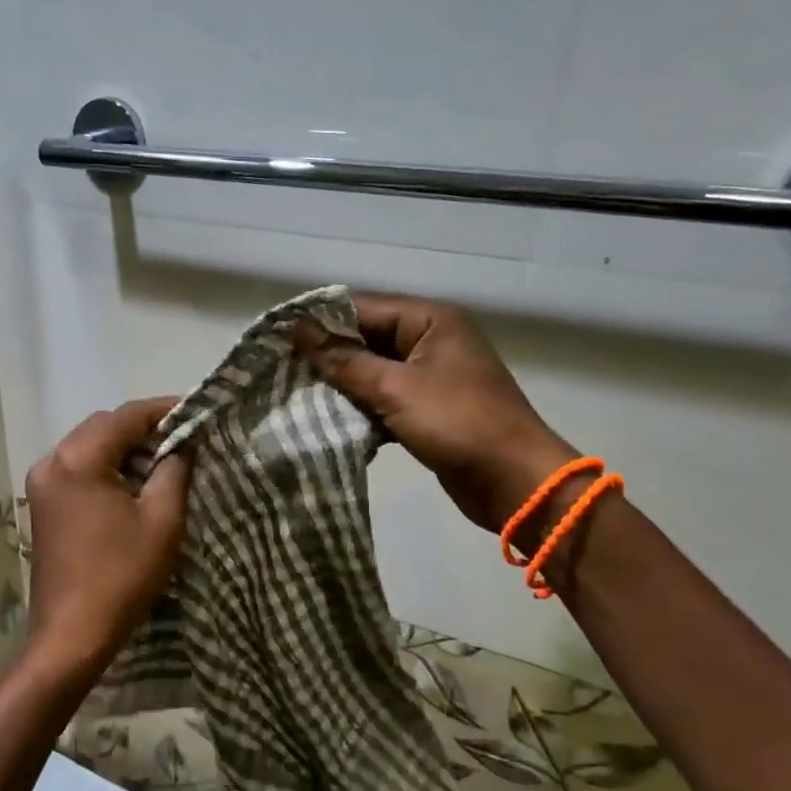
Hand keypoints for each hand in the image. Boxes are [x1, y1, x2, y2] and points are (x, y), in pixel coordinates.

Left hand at [23, 397, 191, 675]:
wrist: (71, 635)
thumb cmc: (121, 576)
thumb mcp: (161, 519)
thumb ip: (175, 469)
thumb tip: (185, 441)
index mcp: (77, 460)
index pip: (126, 416)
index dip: (165, 410)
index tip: (197, 412)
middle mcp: (51, 462)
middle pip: (103, 427)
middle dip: (144, 429)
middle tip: (185, 439)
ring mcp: (42, 484)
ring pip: (90, 447)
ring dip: (125, 448)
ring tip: (165, 460)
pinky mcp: (43, 505)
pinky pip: (79, 469)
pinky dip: (107, 467)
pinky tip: (134, 483)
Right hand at [301, 294, 575, 532]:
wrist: (513, 481)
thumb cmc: (457, 423)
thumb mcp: (396, 388)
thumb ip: (345, 362)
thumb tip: (300, 333)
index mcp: (430, 320)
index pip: (363, 309)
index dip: (321, 323)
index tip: (277, 339)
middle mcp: (430, 341)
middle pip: (367, 340)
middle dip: (328, 357)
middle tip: (281, 371)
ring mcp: (431, 377)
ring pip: (373, 373)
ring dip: (342, 386)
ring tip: (297, 397)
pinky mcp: (428, 410)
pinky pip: (385, 400)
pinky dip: (362, 410)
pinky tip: (330, 423)